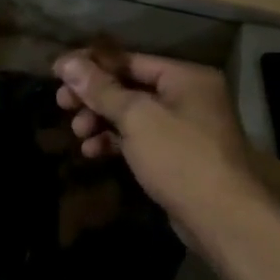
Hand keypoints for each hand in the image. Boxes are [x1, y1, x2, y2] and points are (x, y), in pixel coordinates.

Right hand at [54, 51, 261, 235]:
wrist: (222, 219)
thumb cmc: (179, 157)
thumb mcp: (136, 117)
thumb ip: (101, 89)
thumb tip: (68, 62)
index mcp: (186, 77)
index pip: (130, 60)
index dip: (92, 65)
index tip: (58, 73)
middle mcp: (188, 96)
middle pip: (129, 86)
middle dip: (94, 96)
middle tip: (62, 104)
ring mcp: (184, 127)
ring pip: (132, 115)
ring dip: (101, 120)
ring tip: (77, 133)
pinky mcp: (177, 156)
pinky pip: (140, 139)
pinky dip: (116, 142)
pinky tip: (92, 151)